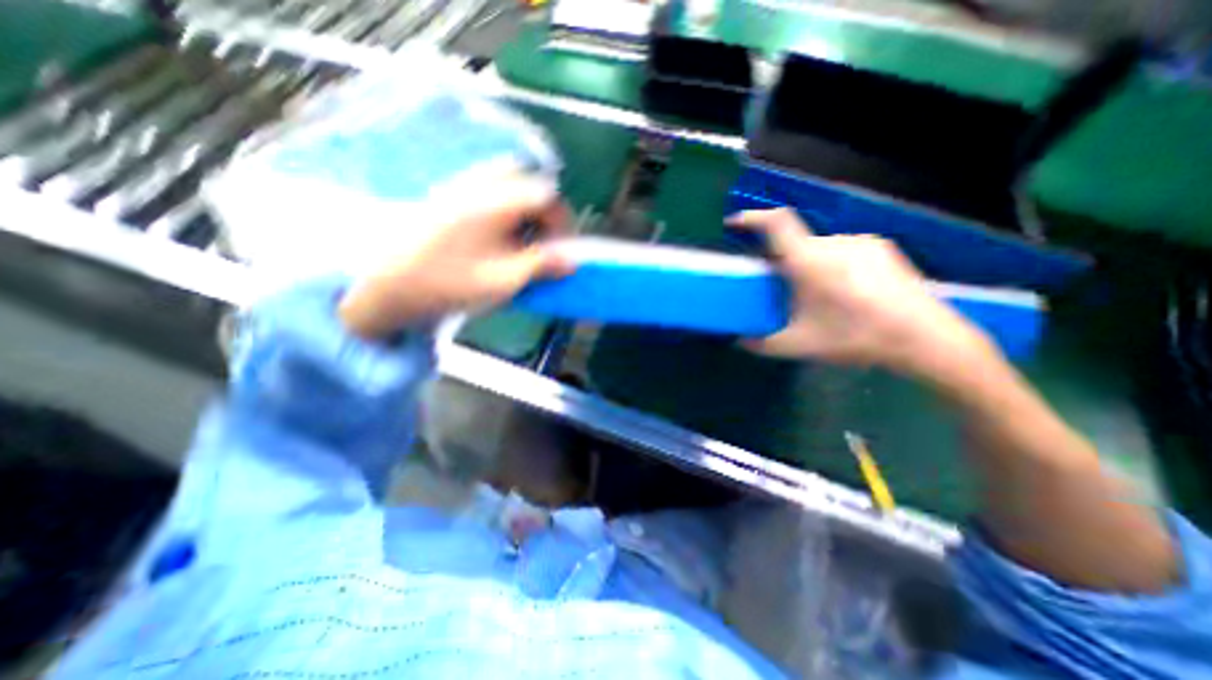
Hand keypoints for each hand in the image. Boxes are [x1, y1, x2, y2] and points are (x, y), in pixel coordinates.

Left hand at [335, 172, 573, 337]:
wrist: (387, 285)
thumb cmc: (448, 283)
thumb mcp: (503, 280)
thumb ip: (541, 266)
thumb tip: (573, 261)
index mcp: (495, 201)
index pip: (546, 195)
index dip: (563, 222)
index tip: (562, 250)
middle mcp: (480, 183)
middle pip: (528, 182)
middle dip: (544, 212)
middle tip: (544, 242)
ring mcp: (461, 185)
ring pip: (509, 183)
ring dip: (525, 210)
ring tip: (522, 241)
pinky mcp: (450, 196)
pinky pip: (490, 190)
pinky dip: (506, 209)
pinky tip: (498, 237)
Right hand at [727, 206, 992, 376]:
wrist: (925, 338)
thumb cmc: (854, 338)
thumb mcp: (799, 346)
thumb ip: (762, 343)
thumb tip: (740, 341)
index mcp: (809, 261)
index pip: (776, 223)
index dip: (752, 218)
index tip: (735, 224)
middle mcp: (833, 243)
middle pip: (794, 242)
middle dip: (781, 259)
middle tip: (780, 285)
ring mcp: (861, 242)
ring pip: (818, 247)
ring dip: (807, 264)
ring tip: (816, 293)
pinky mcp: (881, 247)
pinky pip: (841, 249)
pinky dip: (830, 264)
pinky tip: (843, 290)